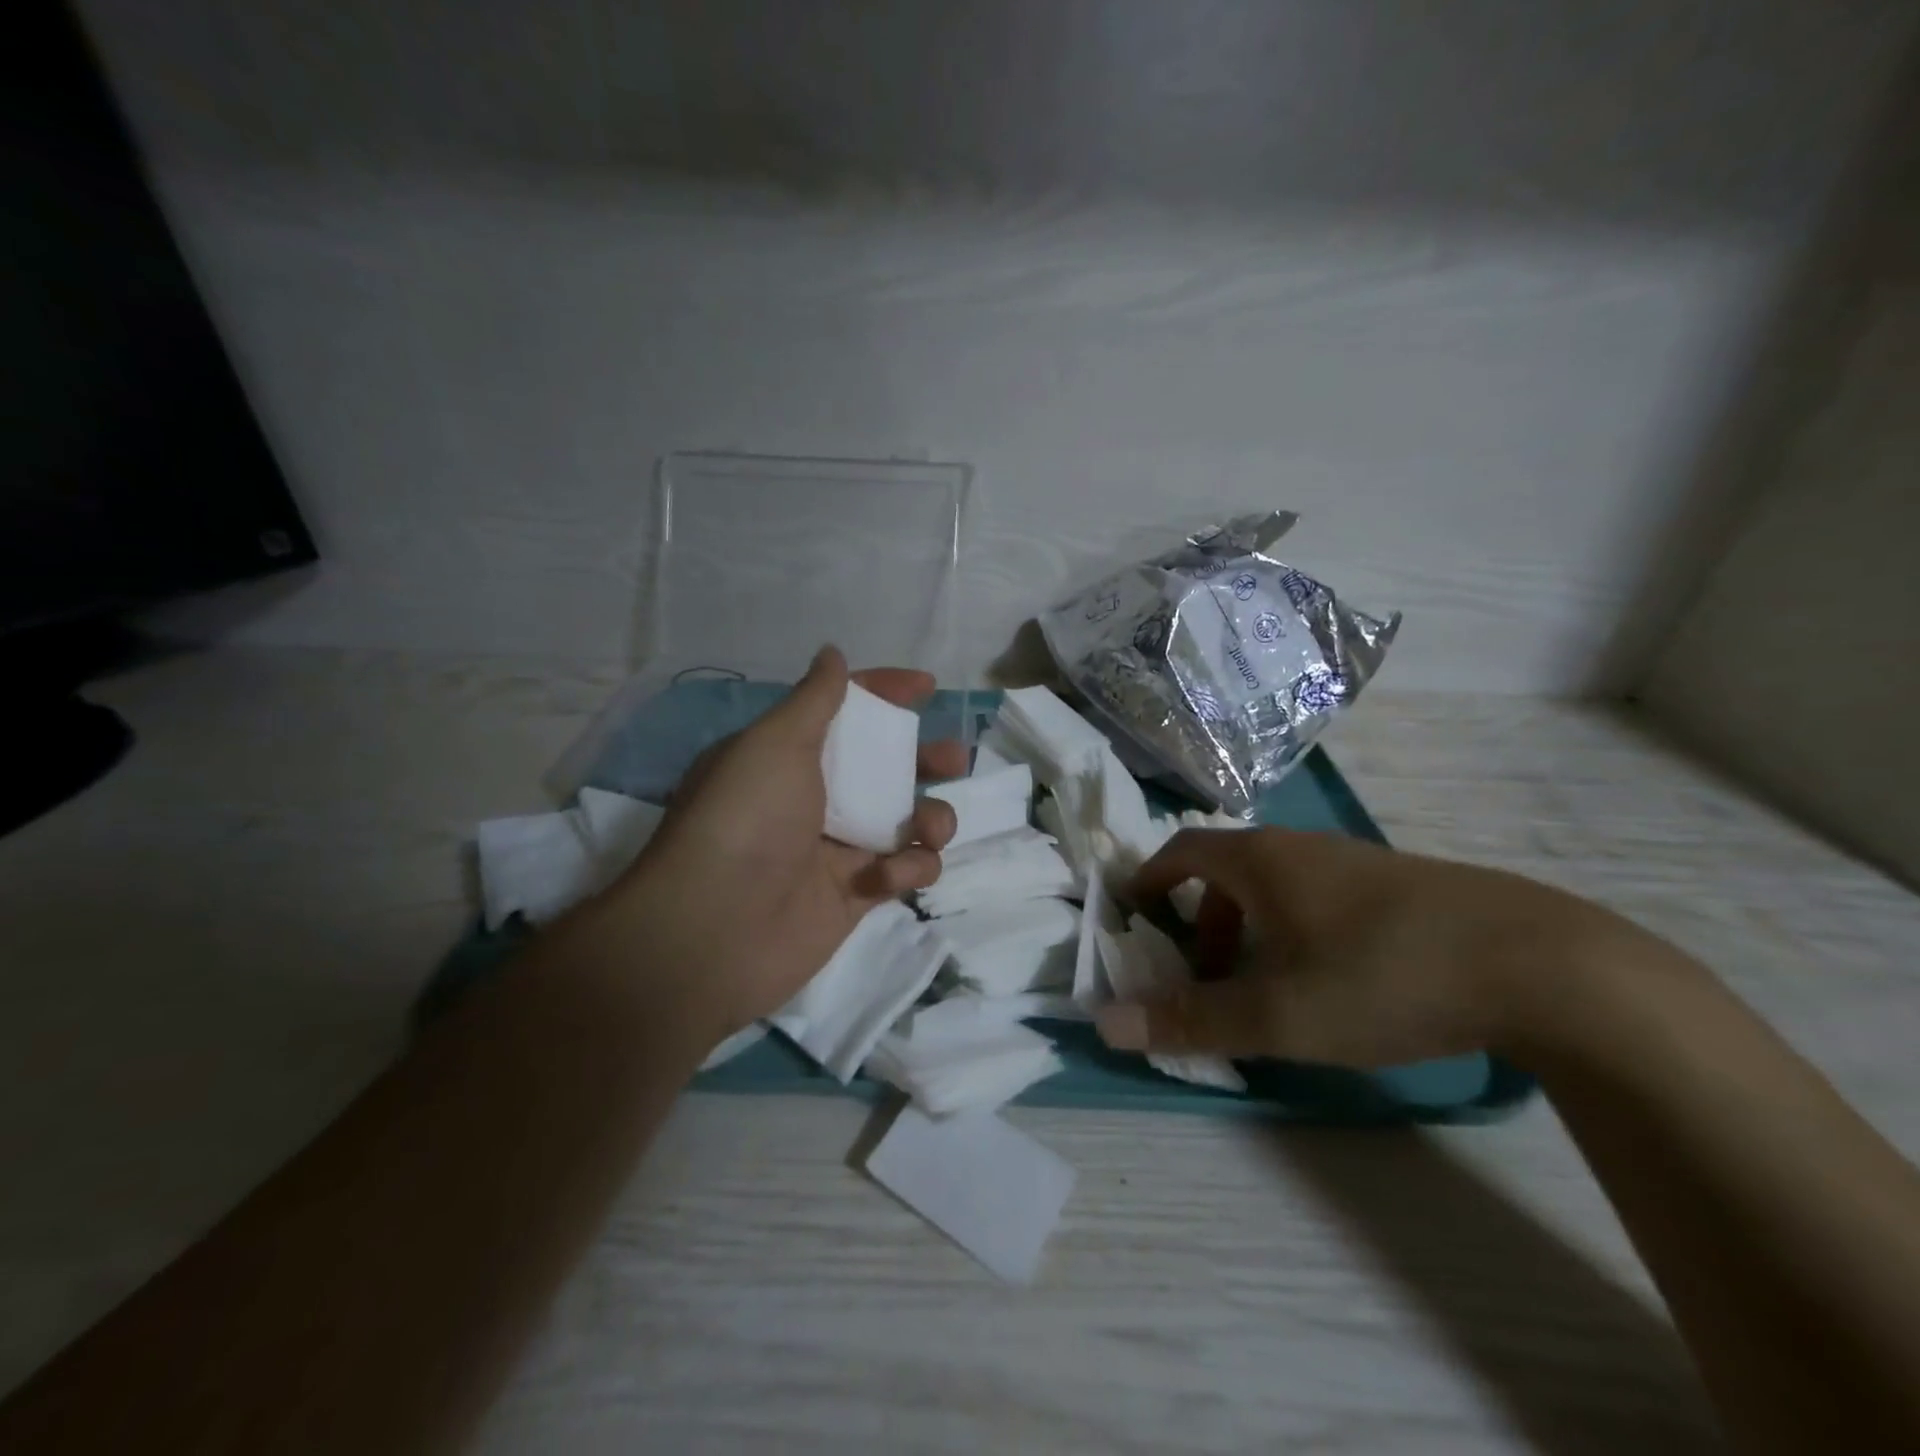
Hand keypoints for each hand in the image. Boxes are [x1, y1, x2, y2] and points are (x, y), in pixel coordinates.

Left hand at [599, 647, 962, 1039]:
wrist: (715, 930)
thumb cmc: (747, 818)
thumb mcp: (775, 742)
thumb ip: (815, 698)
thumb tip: (831, 653)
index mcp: (789, 756)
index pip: (845, 712)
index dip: (886, 694)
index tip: (928, 688)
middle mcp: (814, 798)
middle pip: (885, 767)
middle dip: (925, 759)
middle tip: (953, 759)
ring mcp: (837, 849)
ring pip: (905, 820)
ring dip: (931, 818)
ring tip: (931, 827)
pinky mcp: (856, 895)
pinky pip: (903, 870)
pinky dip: (909, 869)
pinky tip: (889, 877)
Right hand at [1096, 828, 1626, 1068]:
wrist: (1540, 963)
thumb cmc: (1383, 976)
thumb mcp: (1278, 1013)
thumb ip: (1190, 1019)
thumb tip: (1105, 1022)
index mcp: (1259, 860)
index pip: (1181, 851)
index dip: (1150, 882)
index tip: (1136, 919)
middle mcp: (1299, 846)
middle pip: (1226, 870)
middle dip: (1201, 920)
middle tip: (1202, 975)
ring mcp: (1353, 861)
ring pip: (1276, 885)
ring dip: (1250, 928)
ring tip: (1266, 987)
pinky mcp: (1398, 884)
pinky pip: (1319, 896)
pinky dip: (1295, 929)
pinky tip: (1331, 980)